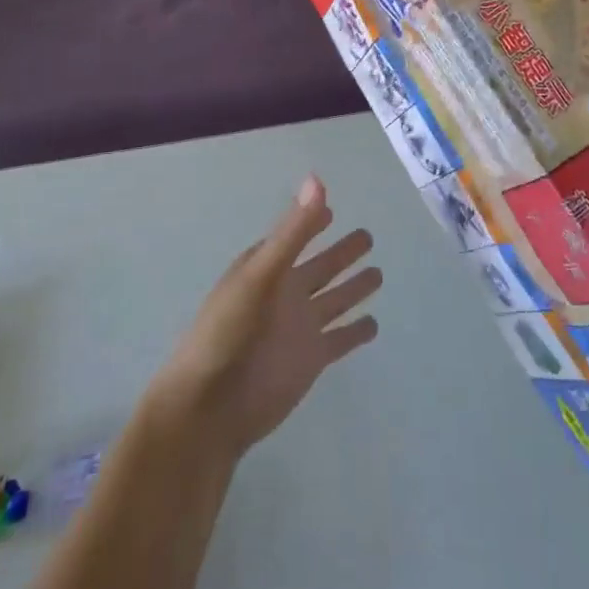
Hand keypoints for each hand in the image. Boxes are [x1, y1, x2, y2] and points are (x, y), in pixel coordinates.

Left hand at [146, 176, 380, 458]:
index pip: (294, 236)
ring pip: (335, 299)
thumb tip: (318, 180)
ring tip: (377, 273)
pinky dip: (356, 331)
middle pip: (322, 266)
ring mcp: (299, 327)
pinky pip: (340, 338)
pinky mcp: (311, 359)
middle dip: (342, 252)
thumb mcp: (261, 273)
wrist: (211, 407)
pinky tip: (374, 324)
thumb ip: (293, 231)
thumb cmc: (227, 331)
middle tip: (367, 235)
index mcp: (267, 268)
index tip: (328, 207)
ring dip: (354, 287)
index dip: (311, 221)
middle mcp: (285, 293)